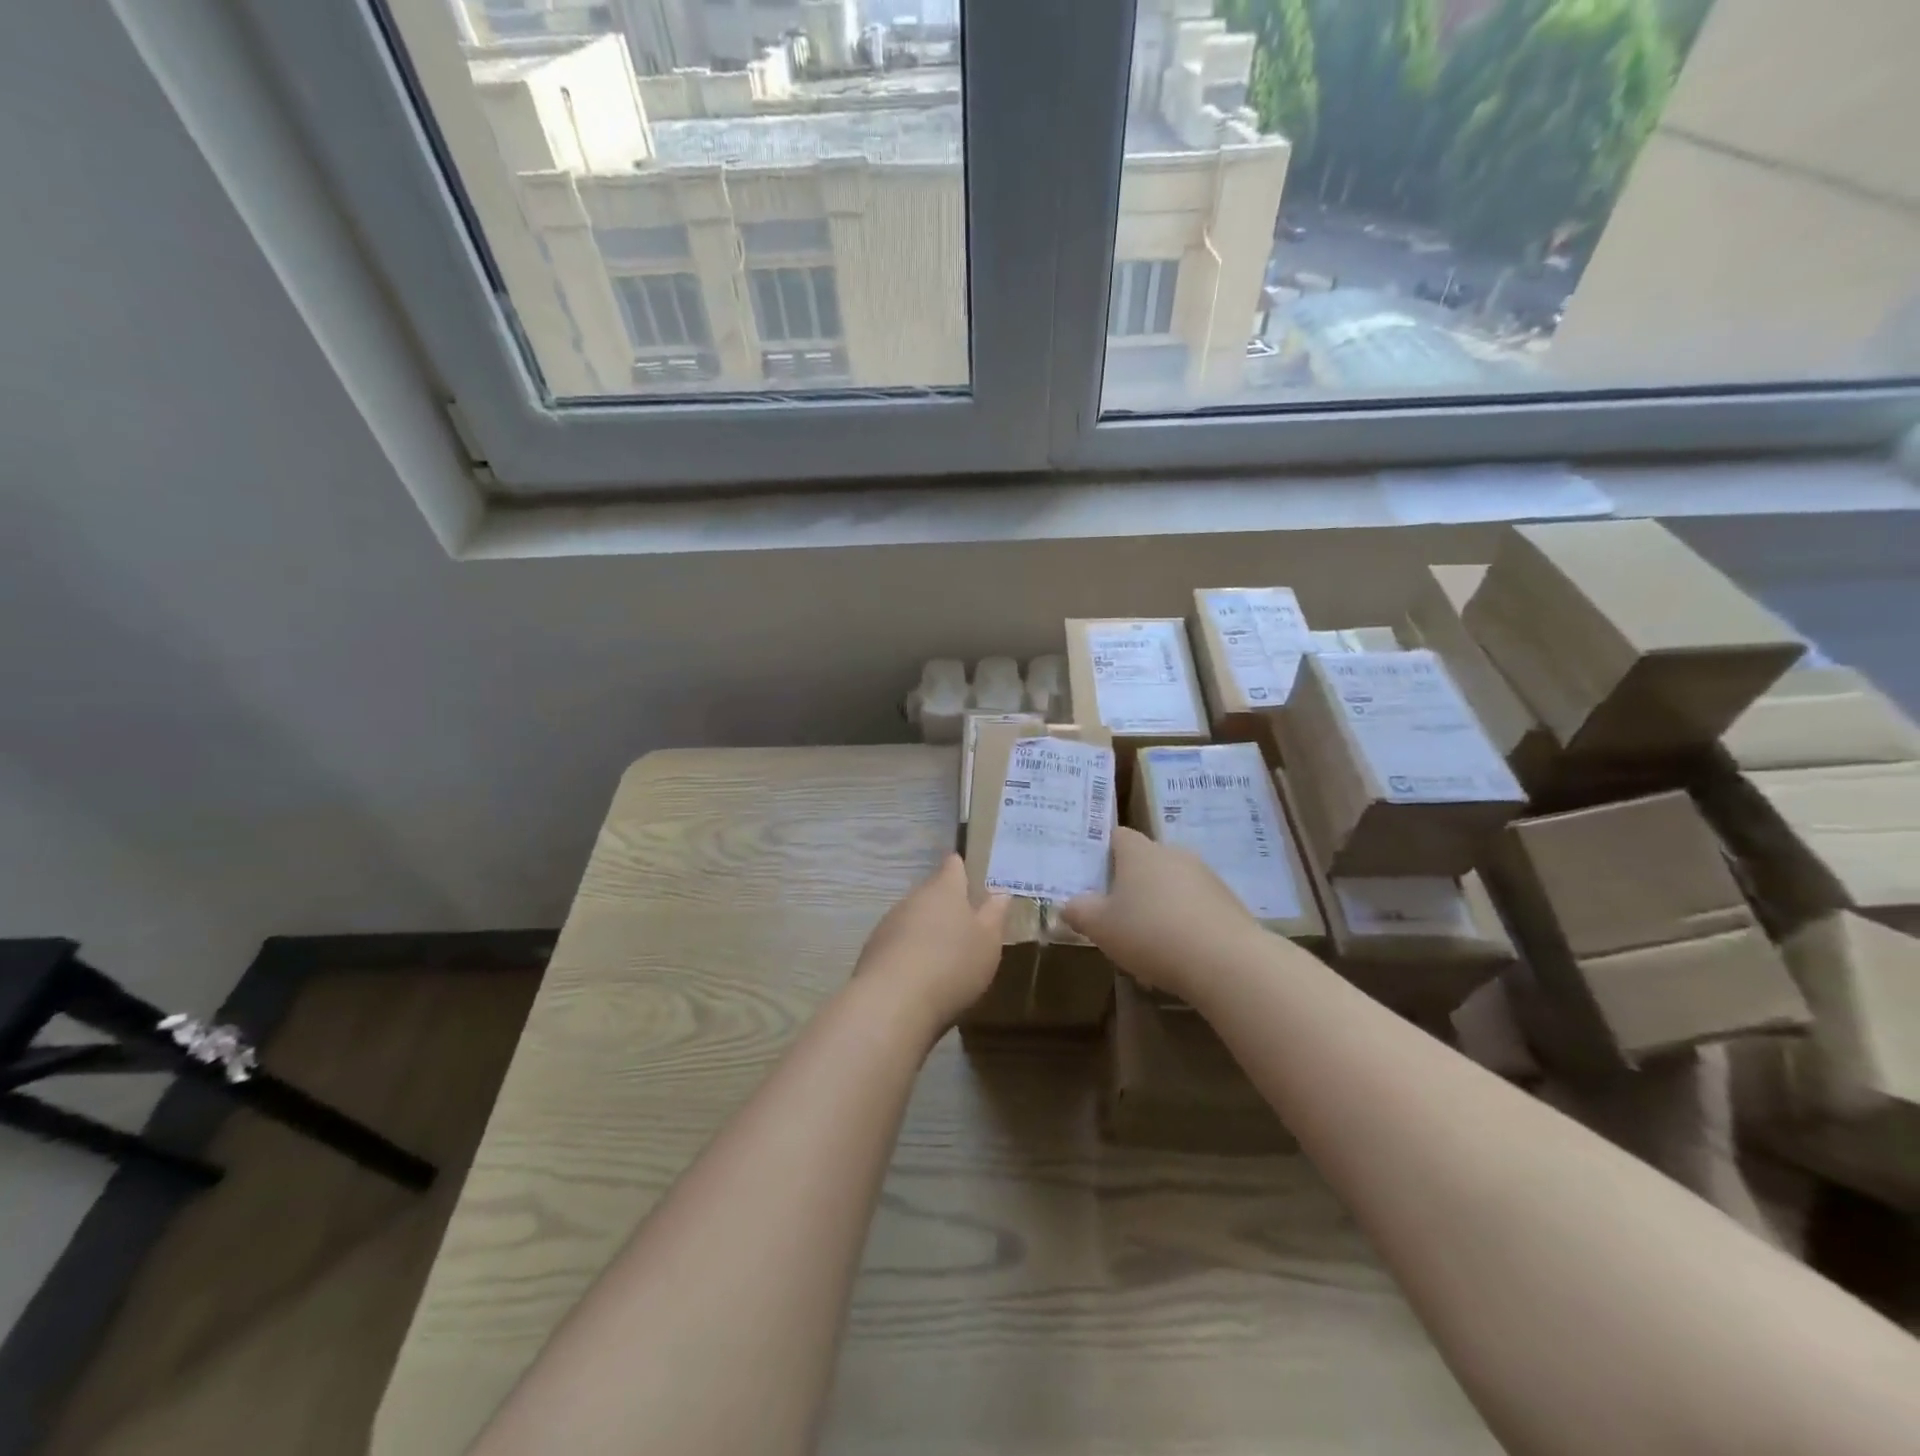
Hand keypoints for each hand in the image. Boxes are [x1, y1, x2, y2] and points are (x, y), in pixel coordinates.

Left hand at [854, 855, 1009, 1031]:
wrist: (893, 1001)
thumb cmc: (952, 964)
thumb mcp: (988, 941)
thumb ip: (994, 915)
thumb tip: (1000, 892)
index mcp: (944, 889)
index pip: (952, 866)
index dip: (960, 869)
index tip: (968, 875)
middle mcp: (914, 898)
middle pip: (931, 893)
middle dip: (945, 906)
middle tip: (963, 925)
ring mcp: (889, 923)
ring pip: (912, 919)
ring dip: (925, 931)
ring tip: (942, 955)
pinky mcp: (873, 951)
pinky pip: (897, 944)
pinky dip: (909, 954)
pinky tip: (919, 977)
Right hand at [1062, 827, 1260, 1001]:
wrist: (1227, 961)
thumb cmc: (1151, 934)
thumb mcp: (1100, 927)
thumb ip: (1079, 911)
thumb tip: (1069, 904)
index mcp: (1139, 851)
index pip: (1116, 836)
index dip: (1102, 853)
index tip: (1092, 878)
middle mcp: (1173, 853)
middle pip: (1145, 861)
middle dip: (1131, 884)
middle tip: (1115, 915)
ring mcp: (1205, 876)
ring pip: (1172, 885)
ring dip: (1159, 905)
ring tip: (1147, 942)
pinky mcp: (1228, 902)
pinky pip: (1195, 906)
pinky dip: (1184, 923)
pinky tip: (1178, 954)